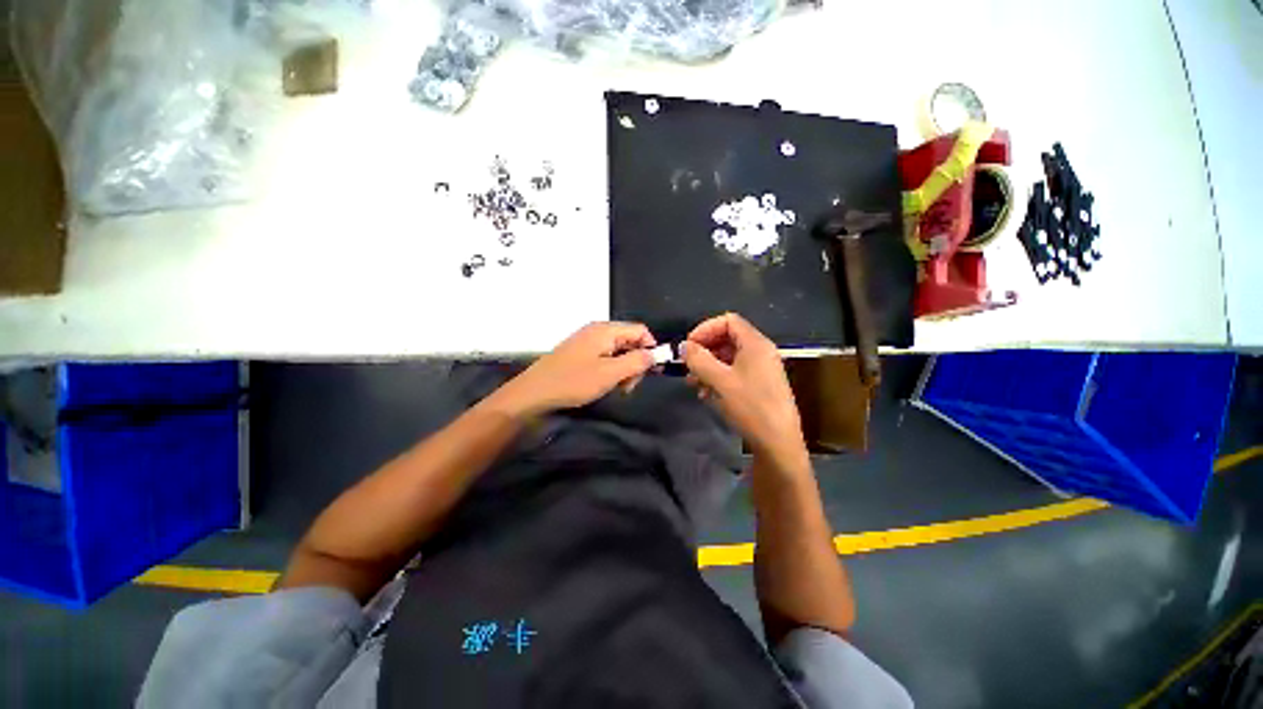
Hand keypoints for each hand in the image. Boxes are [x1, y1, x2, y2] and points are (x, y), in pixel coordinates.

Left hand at [488, 322, 655, 419]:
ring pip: (618, 351)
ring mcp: (587, 341)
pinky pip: (605, 356)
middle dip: (636, 362)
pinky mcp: (580, 352)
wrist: (535, 392)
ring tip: (617, 388)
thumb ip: (636, 362)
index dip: (651, 348)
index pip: (640, 330)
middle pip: (630, 340)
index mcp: (606, 330)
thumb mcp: (610, 373)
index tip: (651, 371)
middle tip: (629, 386)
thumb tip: (654, 354)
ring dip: (624, 369)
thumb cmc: (574, 381)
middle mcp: (598, 330)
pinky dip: (611, 369)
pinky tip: (605, 384)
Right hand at [680, 314, 806, 467]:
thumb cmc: (750, 406)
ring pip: (729, 358)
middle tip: (688, 366)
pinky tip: (707, 395)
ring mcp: (761, 369)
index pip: (728, 321)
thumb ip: (699, 359)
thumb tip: (684, 345)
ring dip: (708, 367)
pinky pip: (735, 373)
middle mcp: (760, 352)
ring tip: (694, 384)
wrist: (778, 443)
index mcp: (755, 344)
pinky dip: (718, 378)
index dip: (705, 329)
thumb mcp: (720, 381)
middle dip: (704, 350)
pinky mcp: (760, 386)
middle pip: (727, 339)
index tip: (689, 346)